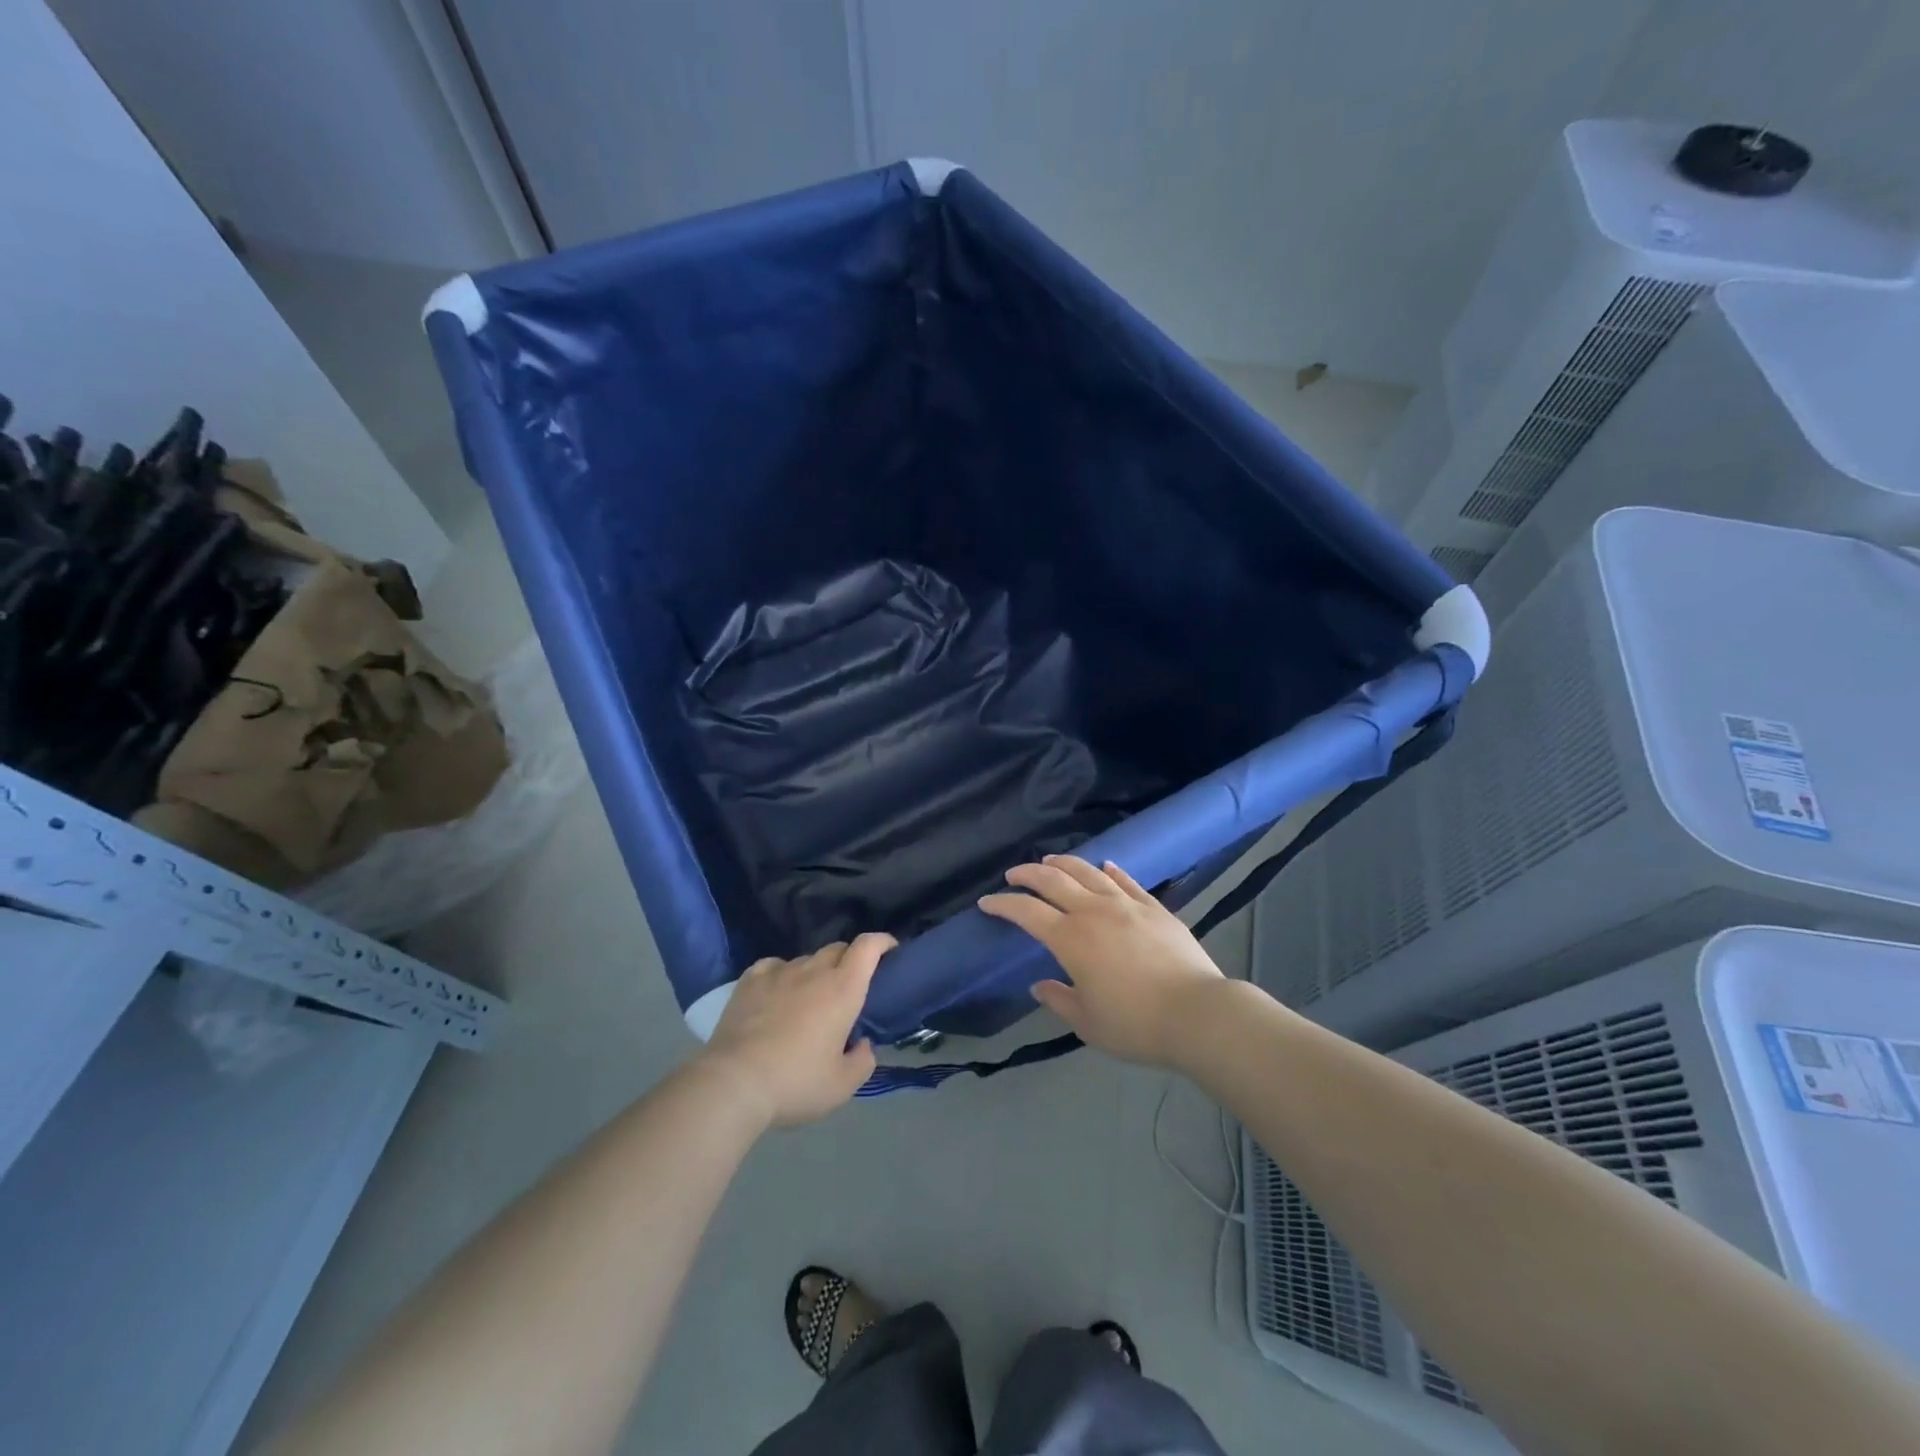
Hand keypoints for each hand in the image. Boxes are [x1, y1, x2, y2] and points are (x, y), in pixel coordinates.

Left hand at [701, 933, 893, 1128]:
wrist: (734, 1083)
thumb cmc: (795, 1082)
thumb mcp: (841, 1086)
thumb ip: (862, 1062)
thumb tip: (862, 1044)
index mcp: (843, 989)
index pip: (868, 946)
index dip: (882, 941)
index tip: (890, 950)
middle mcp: (814, 971)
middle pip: (838, 948)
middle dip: (849, 959)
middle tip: (849, 986)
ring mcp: (779, 972)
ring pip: (806, 959)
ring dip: (816, 971)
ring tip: (809, 997)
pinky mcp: (750, 981)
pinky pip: (773, 965)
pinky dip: (782, 974)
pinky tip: (777, 991)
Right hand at [978, 855, 1224, 1068]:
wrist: (1197, 1014)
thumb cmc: (1135, 1024)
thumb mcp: (1088, 1023)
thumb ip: (1059, 1001)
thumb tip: (1040, 986)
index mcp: (1070, 939)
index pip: (1027, 912)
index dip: (1003, 904)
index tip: (987, 902)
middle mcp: (1094, 912)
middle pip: (1054, 881)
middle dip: (1028, 874)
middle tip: (1013, 873)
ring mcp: (1127, 905)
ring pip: (1088, 873)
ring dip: (1064, 864)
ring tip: (1050, 861)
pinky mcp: (1154, 908)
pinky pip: (1127, 881)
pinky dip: (1110, 871)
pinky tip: (1104, 866)